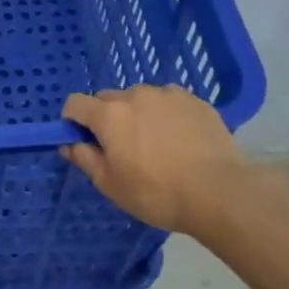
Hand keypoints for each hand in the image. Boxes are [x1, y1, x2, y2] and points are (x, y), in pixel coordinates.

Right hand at [61, 85, 250, 233]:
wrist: (219, 192)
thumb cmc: (156, 193)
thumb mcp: (110, 185)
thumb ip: (84, 159)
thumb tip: (69, 144)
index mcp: (109, 115)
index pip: (75, 103)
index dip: (73, 121)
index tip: (83, 141)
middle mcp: (135, 95)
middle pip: (108, 99)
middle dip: (107, 118)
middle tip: (122, 148)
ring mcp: (168, 94)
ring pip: (140, 99)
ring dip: (138, 114)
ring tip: (156, 144)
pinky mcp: (195, 100)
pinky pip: (168, 102)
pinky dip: (165, 115)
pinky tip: (180, 140)